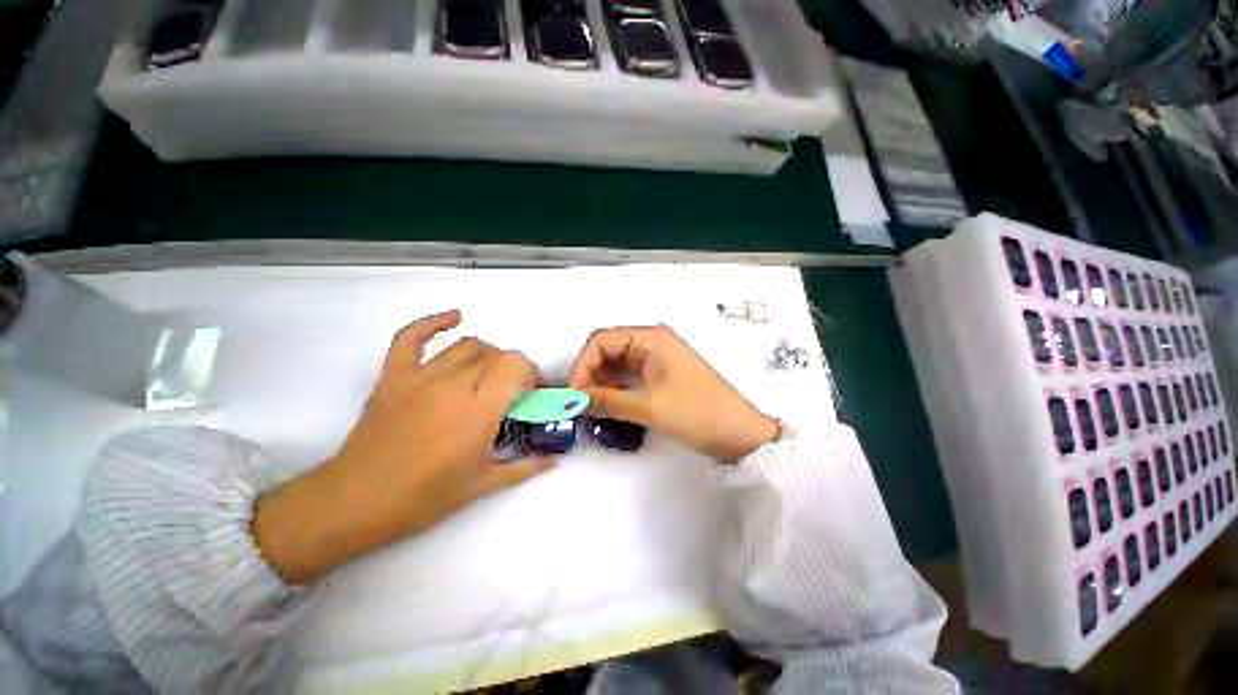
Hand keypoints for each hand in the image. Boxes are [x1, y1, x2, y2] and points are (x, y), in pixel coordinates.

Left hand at [254, 310, 552, 584]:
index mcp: (479, 411)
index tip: (527, 392)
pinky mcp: (394, 375)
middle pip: (495, 354)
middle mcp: (454, 385)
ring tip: (487, 374)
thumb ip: (525, 467)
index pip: (515, 364)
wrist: (358, 501)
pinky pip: (412, 336)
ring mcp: (421, 377)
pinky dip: (434, 322)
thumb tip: (553, 461)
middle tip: (509, 391)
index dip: (529, 372)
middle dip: (511, 368)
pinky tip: (455, 319)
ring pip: (467, 345)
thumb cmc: (425, 496)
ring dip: (487, 354)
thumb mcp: (483, 485)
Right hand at [569, 325, 778, 463]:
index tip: (575, 393)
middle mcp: (652, 342)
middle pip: (608, 350)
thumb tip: (573, 401)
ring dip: (602, 383)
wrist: (739, 434)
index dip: (583, 363)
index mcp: (651, 338)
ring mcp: (657, 359)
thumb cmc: (697, 412)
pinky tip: (610, 406)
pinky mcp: (661, 376)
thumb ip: (606, 401)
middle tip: (581, 403)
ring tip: (595, 408)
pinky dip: (615, 389)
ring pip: (617, 364)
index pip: (601, 339)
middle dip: (591, 374)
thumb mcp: (648, 406)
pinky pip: (629, 377)